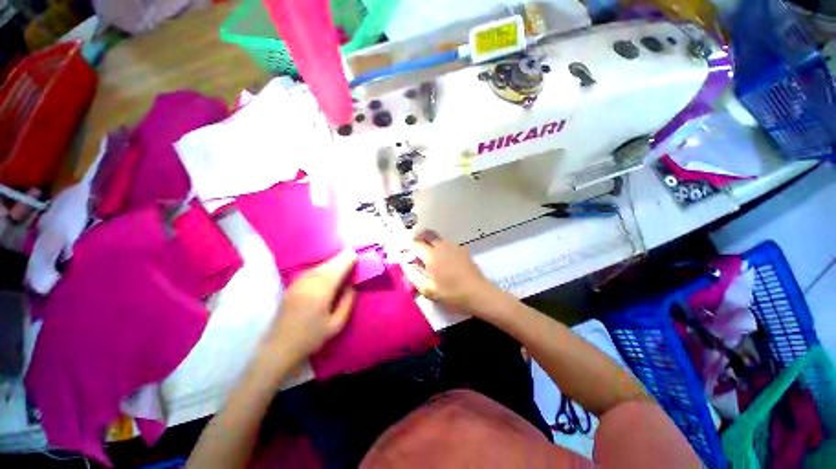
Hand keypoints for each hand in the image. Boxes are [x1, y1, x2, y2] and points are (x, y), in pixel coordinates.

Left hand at [262, 250, 357, 363]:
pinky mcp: (292, 285)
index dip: (348, 260)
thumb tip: (352, 285)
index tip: (357, 256)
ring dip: (332, 262)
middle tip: (352, 256)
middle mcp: (308, 283)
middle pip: (328, 264)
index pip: (337, 269)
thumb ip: (347, 302)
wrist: (279, 347)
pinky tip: (327, 270)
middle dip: (341, 258)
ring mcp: (298, 282)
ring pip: (319, 265)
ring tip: (342, 262)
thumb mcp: (336, 324)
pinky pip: (311, 270)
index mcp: (321, 292)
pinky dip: (322, 267)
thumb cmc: (311, 338)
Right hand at [401, 231, 497, 314]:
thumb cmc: (451, 293)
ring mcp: (454, 246)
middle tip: (417, 249)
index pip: (416, 244)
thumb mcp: (428, 290)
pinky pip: (448, 244)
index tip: (407, 252)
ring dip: (431, 242)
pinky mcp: (463, 249)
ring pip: (438, 238)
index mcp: (432, 255)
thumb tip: (406, 266)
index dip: (410, 246)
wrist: (478, 293)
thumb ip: (414, 276)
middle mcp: (442, 246)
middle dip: (420, 238)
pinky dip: (442, 247)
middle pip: (428, 234)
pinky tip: (445, 260)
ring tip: (430, 256)